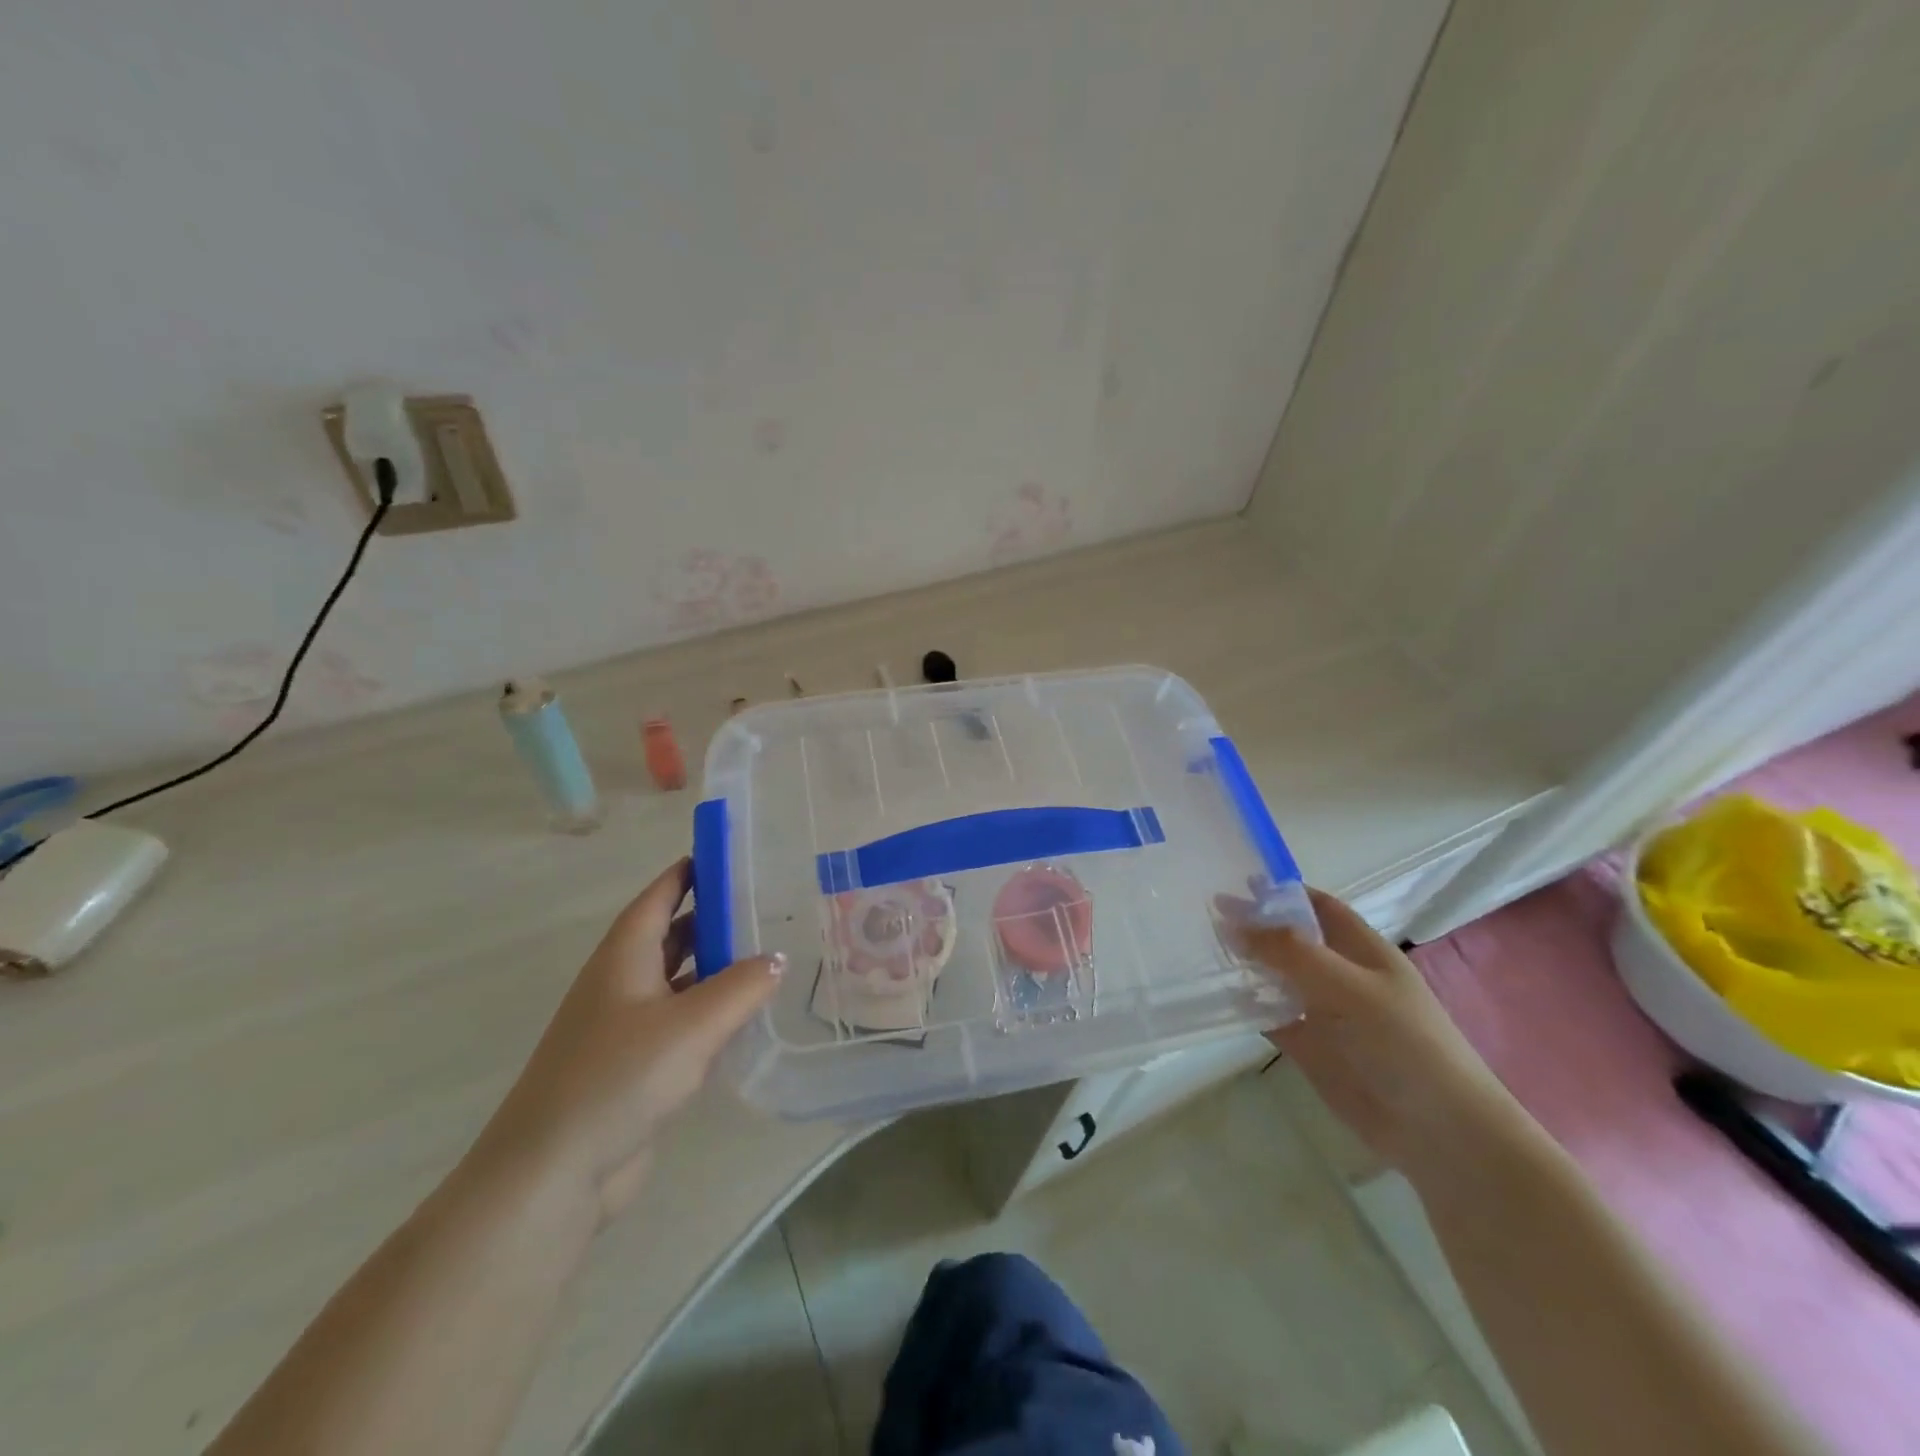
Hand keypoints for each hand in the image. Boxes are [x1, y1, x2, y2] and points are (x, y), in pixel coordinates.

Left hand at [470, 858, 783, 1224]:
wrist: (552, 1172)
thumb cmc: (619, 1077)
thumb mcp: (693, 1024)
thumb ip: (742, 986)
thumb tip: (778, 958)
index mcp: (624, 956)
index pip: (660, 895)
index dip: (691, 871)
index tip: (732, 855)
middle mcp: (621, 982)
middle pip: (670, 934)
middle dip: (712, 917)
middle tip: (766, 905)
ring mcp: (624, 1025)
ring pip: (677, 979)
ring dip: (714, 965)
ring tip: (767, 953)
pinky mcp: (633, 1065)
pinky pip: (679, 1020)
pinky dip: (709, 1009)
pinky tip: (744, 1016)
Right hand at [1225, 887, 1526, 1186]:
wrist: (1437, 1130)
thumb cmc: (1403, 1042)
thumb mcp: (1347, 987)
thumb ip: (1290, 952)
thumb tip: (1232, 921)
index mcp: (1361, 949)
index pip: (1317, 905)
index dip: (1281, 891)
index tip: (1234, 880)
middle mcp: (1339, 974)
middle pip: (1290, 938)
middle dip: (1253, 924)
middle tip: (1202, 912)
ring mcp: (1322, 1010)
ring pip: (1275, 976)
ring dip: (1244, 963)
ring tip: (1198, 947)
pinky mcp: (1308, 1046)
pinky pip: (1268, 1016)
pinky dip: (1244, 1005)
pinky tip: (1214, 996)